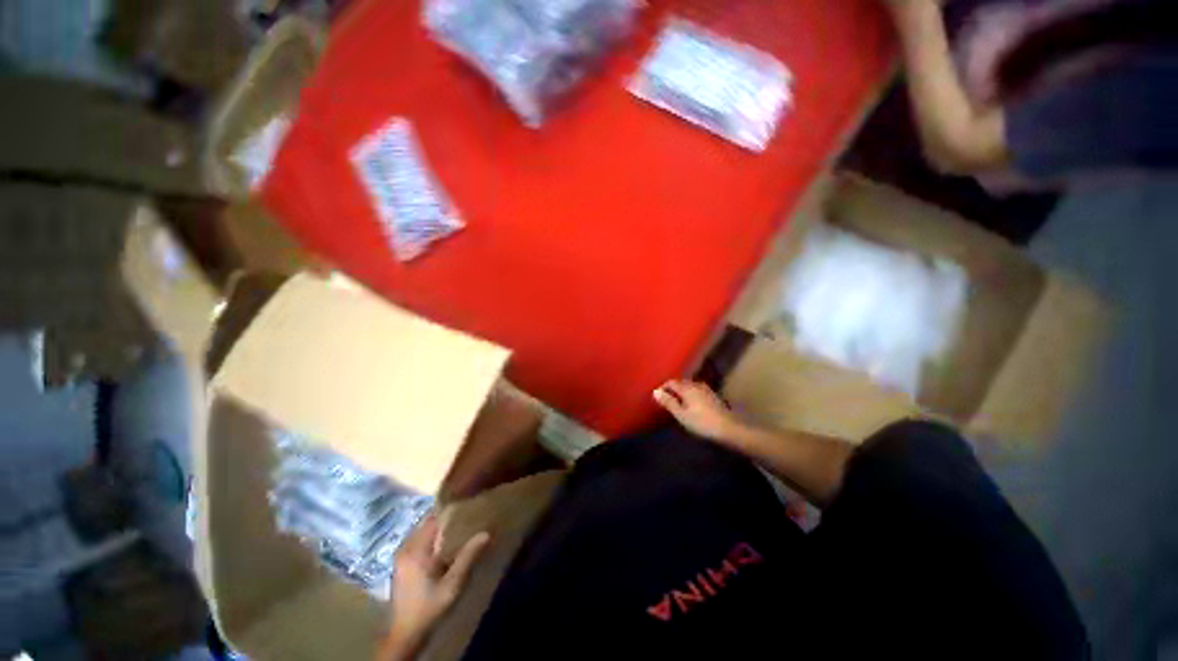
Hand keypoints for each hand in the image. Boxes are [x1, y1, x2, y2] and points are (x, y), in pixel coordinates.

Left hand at [378, 515, 490, 659]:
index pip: (433, 519)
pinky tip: (441, 542)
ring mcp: (400, 556)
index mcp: (416, 551)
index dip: (448, 510)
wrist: (405, 633)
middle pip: (425, 523)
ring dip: (435, 526)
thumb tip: (486, 533)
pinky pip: (415, 539)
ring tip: (455, 525)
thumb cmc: (429, 607)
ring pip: (419, 530)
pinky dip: (428, 535)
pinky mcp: (400, 563)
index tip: (465, 504)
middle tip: (463, 514)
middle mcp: (405, 549)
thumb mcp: (452, 585)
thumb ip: (468, 557)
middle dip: (443, 517)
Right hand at [653, 380, 743, 441]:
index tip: (658, 398)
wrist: (729, 429)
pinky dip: (690, 395)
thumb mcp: (681, 414)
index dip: (663, 388)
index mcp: (687, 387)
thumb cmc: (701, 422)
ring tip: (677, 403)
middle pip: (680, 383)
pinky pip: (696, 391)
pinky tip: (691, 405)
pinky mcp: (713, 396)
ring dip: (682, 392)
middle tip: (666, 401)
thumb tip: (655, 391)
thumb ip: (668, 402)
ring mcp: (706, 389)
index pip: (671, 382)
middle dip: (672, 389)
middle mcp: (696, 384)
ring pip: (689, 387)